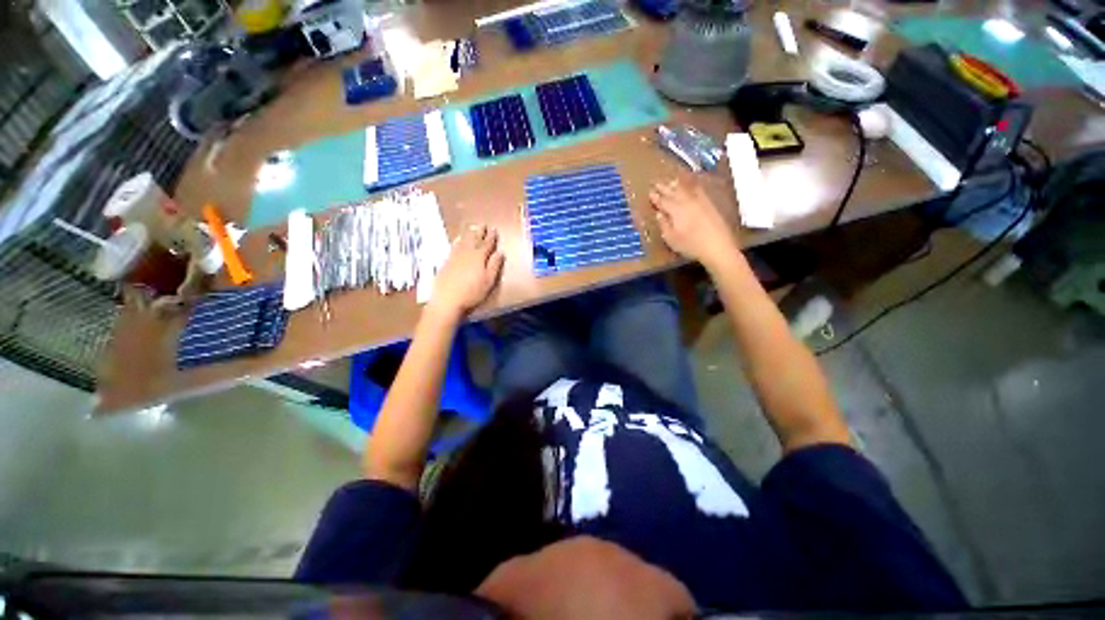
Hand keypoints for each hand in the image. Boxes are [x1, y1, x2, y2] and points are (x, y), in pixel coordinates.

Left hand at [428, 224, 504, 319]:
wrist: (447, 299)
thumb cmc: (472, 292)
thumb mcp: (488, 281)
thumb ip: (494, 265)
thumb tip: (500, 252)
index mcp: (479, 257)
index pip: (487, 244)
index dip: (491, 237)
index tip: (494, 229)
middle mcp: (467, 253)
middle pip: (474, 239)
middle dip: (480, 232)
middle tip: (483, 224)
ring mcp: (455, 256)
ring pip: (463, 241)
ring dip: (469, 234)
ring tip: (472, 228)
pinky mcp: (446, 261)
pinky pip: (453, 246)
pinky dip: (458, 241)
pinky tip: (457, 240)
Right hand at [649, 179, 740, 270]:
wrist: (718, 245)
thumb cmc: (691, 245)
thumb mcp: (672, 239)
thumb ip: (664, 225)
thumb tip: (659, 214)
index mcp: (675, 210)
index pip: (663, 201)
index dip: (656, 198)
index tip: (650, 193)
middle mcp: (687, 202)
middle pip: (673, 192)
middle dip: (664, 188)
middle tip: (656, 183)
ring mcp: (699, 201)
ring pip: (685, 189)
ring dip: (677, 185)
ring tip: (671, 181)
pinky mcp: (709, 204)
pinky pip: (698, 191)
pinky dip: (692, 187)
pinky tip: (692, 187)